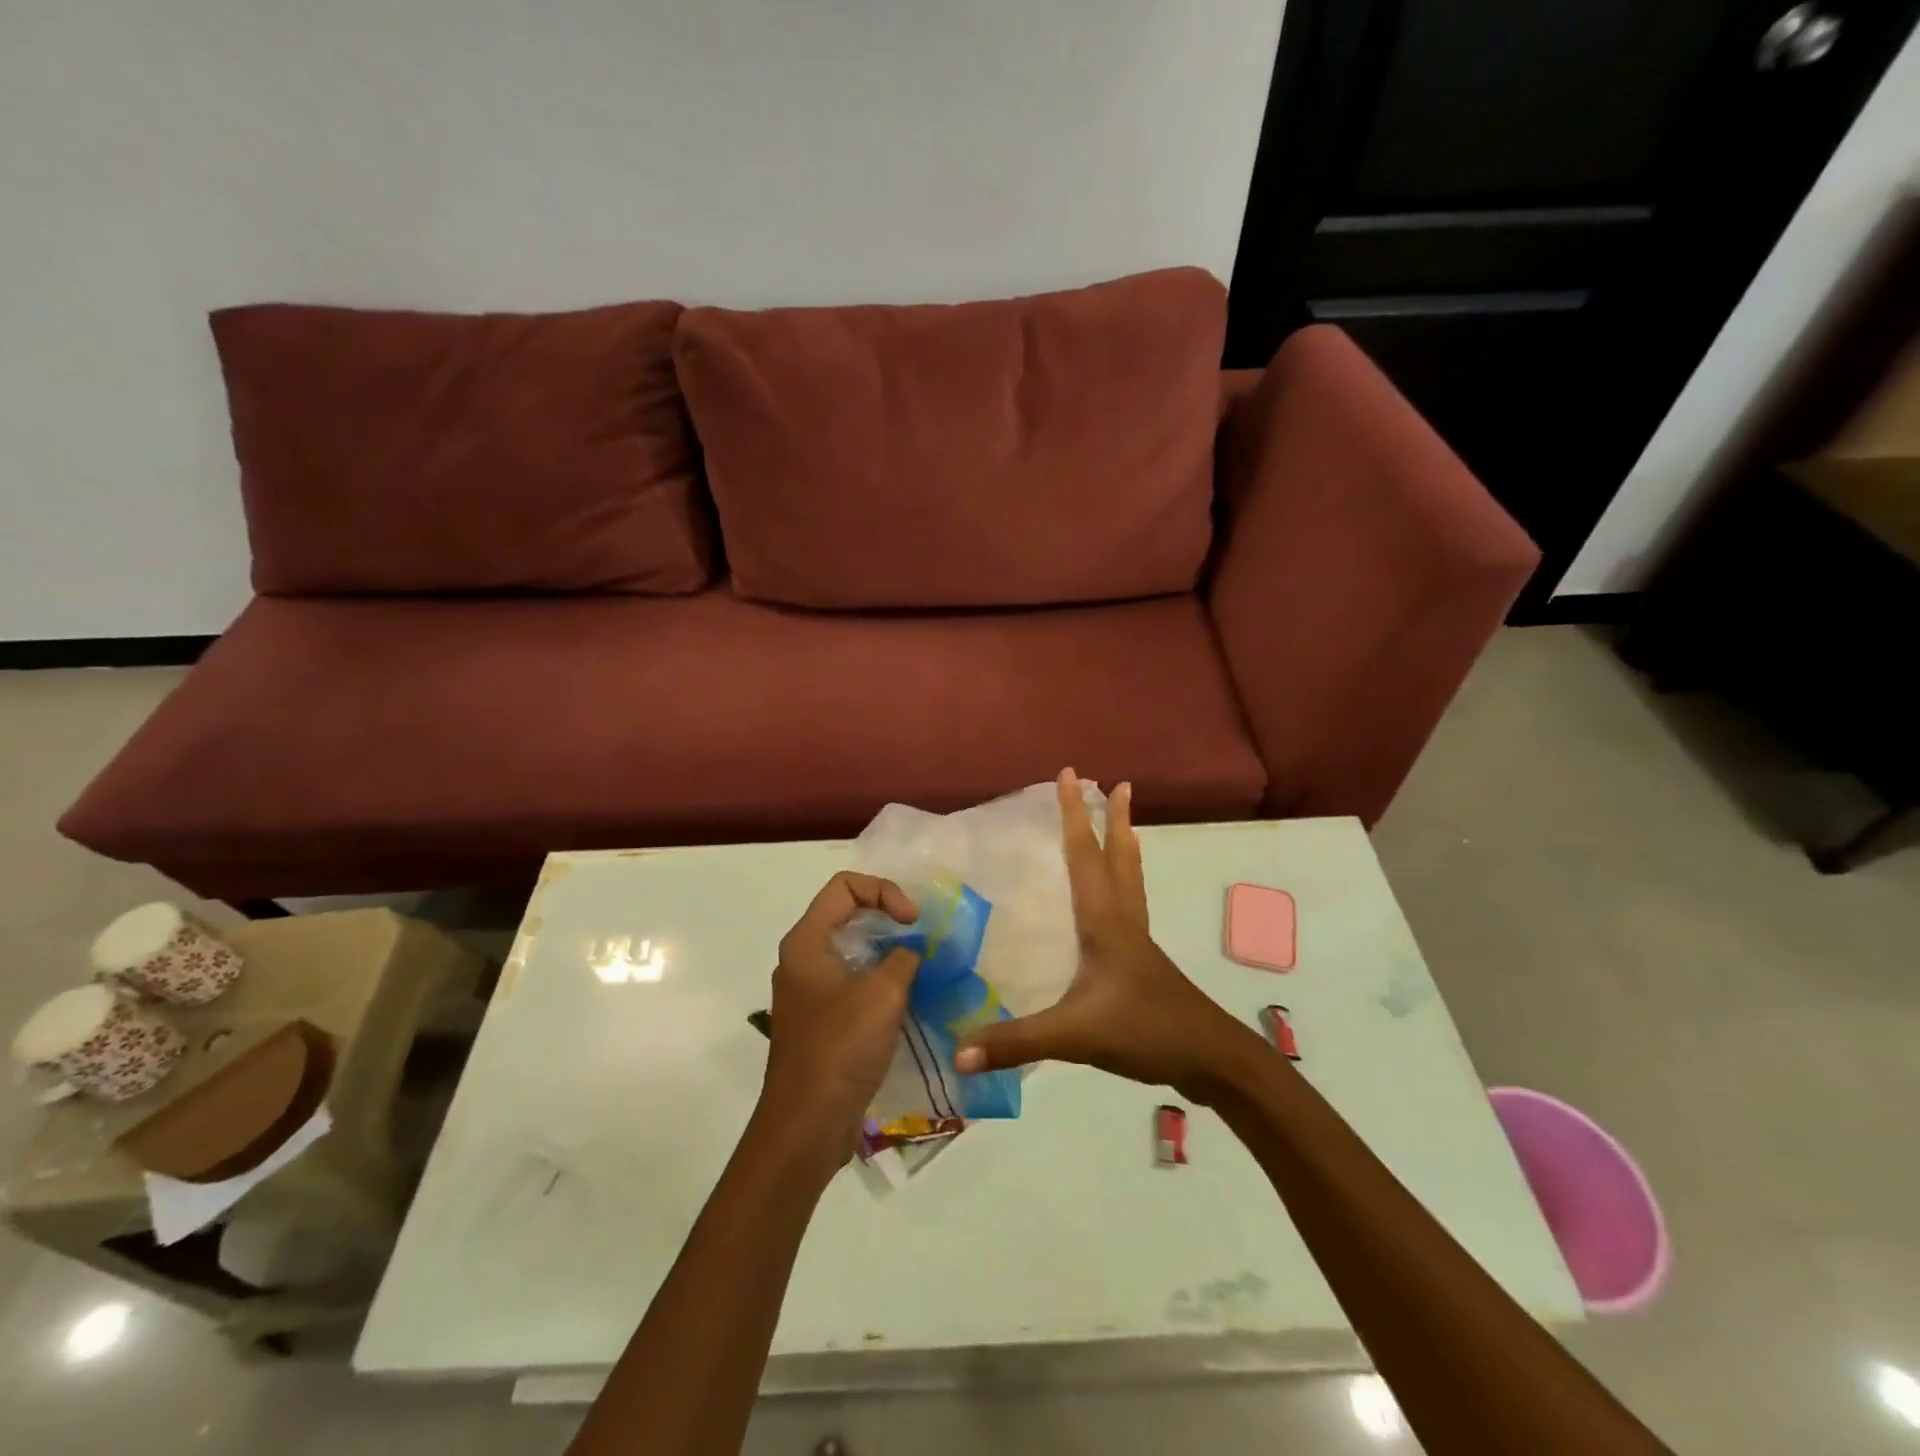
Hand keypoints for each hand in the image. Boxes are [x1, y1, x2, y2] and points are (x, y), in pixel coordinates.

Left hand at [757, 873, 920, 1168]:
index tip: (913, 922)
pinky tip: (910, 999)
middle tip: (924, 938)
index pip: (844, 887)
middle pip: (848, 914)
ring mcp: (810, 992)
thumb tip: (912, 952)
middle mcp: (803, 959)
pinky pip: (854, 983)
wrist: (806, 1127)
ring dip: (889, 953)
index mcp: (806, 942)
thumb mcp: (883, 994)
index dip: (884, 892)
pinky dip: (881, 981)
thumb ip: (904, 958)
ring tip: (924, 967)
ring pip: (853, 951)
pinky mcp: (821, 1021)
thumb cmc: (840, 1049)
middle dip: (889, 919)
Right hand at [953, 769, 1260, 1102]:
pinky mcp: (1144, 963)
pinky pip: (1130, 907)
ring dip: (1125, 845)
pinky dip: (1125, 883)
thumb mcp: (1075, 1036)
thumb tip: (955, 1054)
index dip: (1075, 813)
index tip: (1071, 773)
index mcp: (1104, 921)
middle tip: (1117, 783)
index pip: (1085, 854)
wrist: (1211, 1059)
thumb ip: (1015, 1043)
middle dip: (1113, 818)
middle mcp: (1123, 921)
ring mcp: (1138, 942)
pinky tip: (1116, 902)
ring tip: (1125, 822)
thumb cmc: (1145, 1031)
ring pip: (1131, 879)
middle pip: (1119, 857)